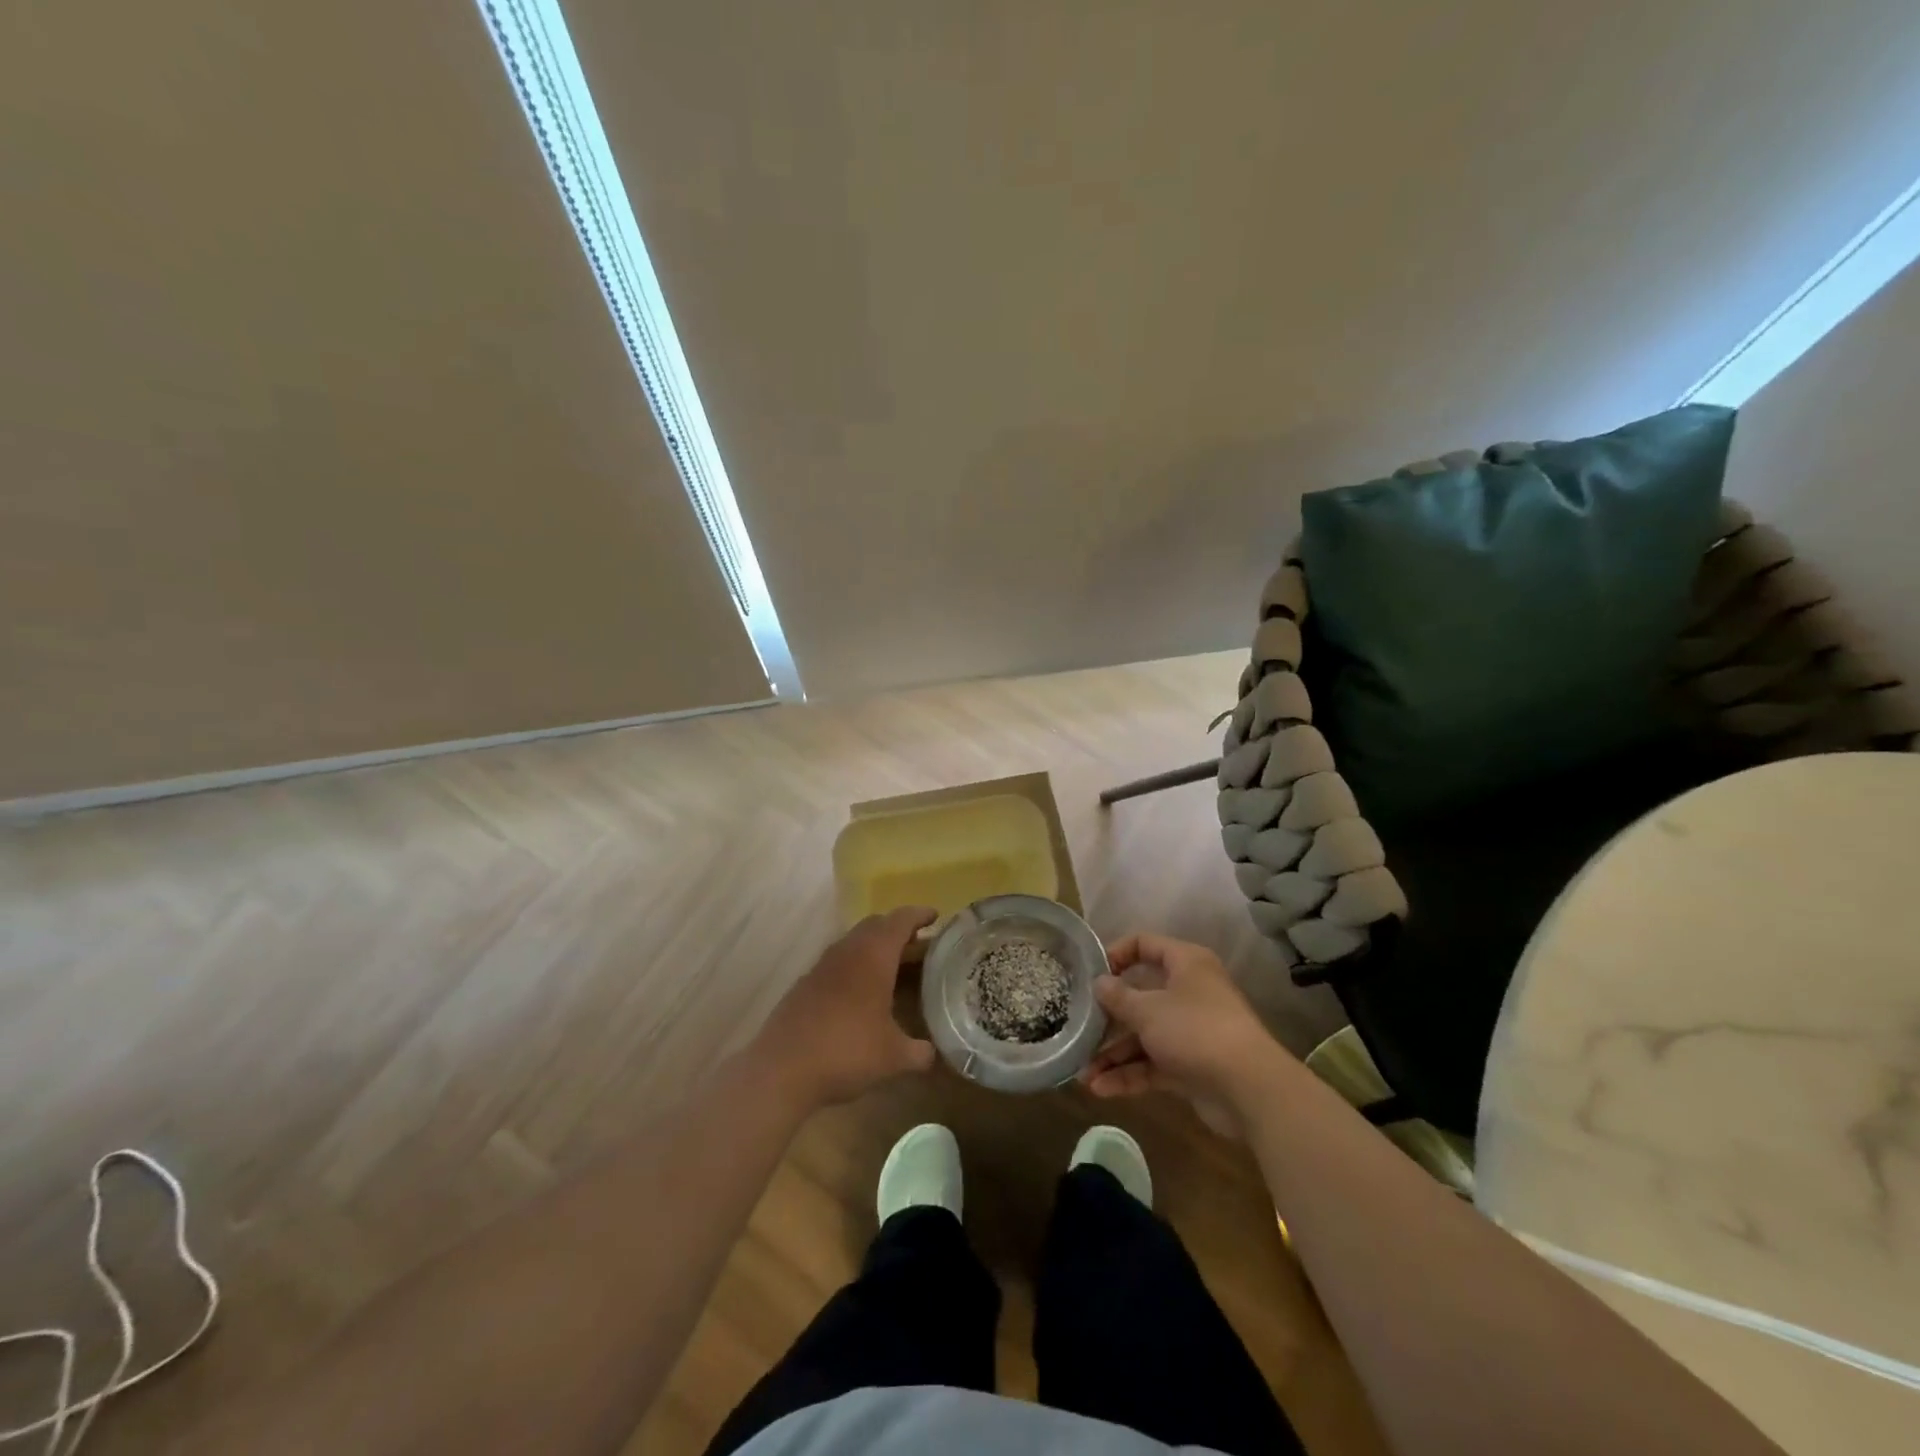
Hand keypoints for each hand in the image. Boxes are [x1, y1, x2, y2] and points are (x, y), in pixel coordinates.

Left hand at [755, 907, 937, 1106]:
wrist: (782, 1069)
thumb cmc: (846, 1051)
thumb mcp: (893, 1057)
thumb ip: (920, 1052)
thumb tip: (934, 1053)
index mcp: (874, 956)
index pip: (901, 920)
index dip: (920, 915)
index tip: (936, 916)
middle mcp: (848, 951)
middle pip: (876, 924)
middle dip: (898, 929)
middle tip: (920, 944)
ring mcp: (823, 965)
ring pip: (854, 942)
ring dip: (875, 946)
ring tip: (894, 966)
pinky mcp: (806, 983)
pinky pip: (838, 961)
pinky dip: (856, 965)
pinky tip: (862, 992)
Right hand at [1080, 932, 1289, 1136]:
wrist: (1249, 1089)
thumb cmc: (1195, 1030)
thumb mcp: (1148, 1009)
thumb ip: (1118, 996)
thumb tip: (1099, 983)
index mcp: (1185, 964)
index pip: (1145, 944)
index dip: (1115, 954)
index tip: (1090, 973)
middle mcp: (1189, 992)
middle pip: (1140, 995)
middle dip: (1108, 1016)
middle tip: (1079, 1025)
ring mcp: (1190, 1031)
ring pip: (1143, 1035)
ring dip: (1113, 1053)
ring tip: (1082, 1073)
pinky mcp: (1191, 1065)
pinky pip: (1153, 1064)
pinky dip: (1129, 1074)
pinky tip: (1100, 1088)